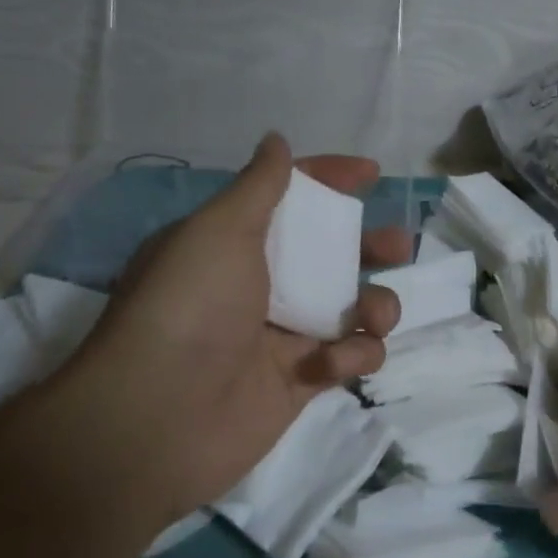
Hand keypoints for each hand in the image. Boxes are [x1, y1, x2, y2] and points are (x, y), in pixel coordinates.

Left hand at [43, 134, 406, 526]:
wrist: (159, 417)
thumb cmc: (191, 305)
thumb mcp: (219, 229)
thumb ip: (259, 185)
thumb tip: (275, 140)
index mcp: (233, 243)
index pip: (289, 199)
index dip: (330, 181)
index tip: (372, 175)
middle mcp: (258, 285)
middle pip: (329, 254)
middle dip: (369, 246)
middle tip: (397, 246)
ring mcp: (281, 336)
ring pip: (349, 307)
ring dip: (375, 305)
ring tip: (375, 314)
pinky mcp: (300, 382)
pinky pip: (347, 357)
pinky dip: (353, 356)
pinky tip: (333, 364)